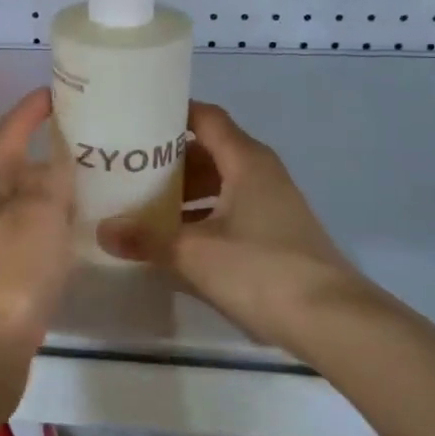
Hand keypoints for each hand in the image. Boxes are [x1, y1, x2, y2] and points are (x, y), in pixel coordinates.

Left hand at [0, 88, 73, 367]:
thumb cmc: (11, 271)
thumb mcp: (39, 214)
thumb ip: (51, 181)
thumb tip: (57, 161)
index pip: (8, 132)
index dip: (30, 110)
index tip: (57, 93)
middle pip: (18, 169)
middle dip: (50, 153)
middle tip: (95, 146)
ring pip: (28, 207)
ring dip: (57, 193)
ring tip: (99, 187)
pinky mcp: (3, 281)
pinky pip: (34, 241)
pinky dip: (57, 230)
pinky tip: (82, 239)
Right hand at [97, 101, 383, 348]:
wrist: (332, 322)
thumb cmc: (261, 270)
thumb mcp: (194, 254)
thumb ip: (146, 239)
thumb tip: (102, 231)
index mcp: (246, 161)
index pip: (206, 118)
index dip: (172, 114)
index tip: (135, 119)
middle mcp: (262, 174)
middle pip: (210, 152)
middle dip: (169, 160)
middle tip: (127, 168)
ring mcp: (273, 205)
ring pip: (220, 185)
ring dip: (184, 192)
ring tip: (142, 205)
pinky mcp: (276, 235)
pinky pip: (230, 212)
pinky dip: (202, 217)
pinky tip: (174, 240)